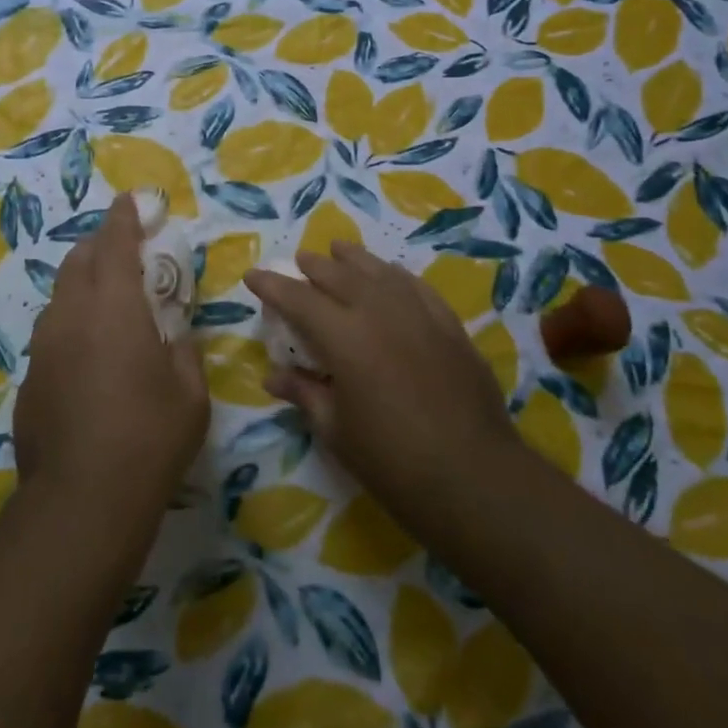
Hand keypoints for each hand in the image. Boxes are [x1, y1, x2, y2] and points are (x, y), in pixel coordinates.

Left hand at [17, 194, 209, 531]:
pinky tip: (88, 356)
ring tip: (107, 303)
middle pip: (80, 259)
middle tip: (124, 251)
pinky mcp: (30, 377)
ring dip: (83, 284)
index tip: (129, 201)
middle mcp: (72, 314)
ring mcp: (44, 346)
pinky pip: (52, 333)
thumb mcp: (190, 393)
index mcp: (115, 307)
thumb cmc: (150, 438)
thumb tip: (175, 334)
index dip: (123, 217)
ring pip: (61, 296)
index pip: (116, 243)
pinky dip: (72, 324)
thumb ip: (183, 350)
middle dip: (100, 245)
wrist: (81, 501)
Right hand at [244, 244, 514, 526]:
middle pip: (339, 275)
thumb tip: (273, 376)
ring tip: (339, 250)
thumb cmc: (392, 461)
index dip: (272, 285)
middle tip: (299, 261)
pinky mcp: (449, 326)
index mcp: (344, 337)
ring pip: (380, 271)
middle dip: (314, 266)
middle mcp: (379, 312)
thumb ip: (304, 393)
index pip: (298, 298)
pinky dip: (396, 276)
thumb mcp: (336, 430)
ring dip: (354, 259)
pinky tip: (391, 275)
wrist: (474, 477)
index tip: (253, 275)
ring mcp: (419, 314)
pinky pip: (417, 287)